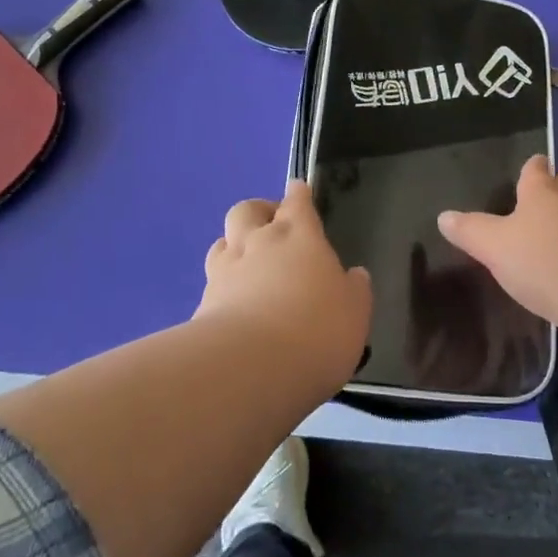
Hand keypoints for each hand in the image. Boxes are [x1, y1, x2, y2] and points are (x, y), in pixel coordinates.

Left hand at [199, 180, 372, 395]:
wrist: (250, 366)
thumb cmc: (317, 330)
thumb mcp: (355, 312)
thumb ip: (354, 290)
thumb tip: (354, 275)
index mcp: (299, 236)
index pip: (297, 202)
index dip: (298, 194)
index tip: (298, 190)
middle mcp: (259, 242)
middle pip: (248, 210)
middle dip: (258, 212)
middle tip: (270, 226)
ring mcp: (226, 270)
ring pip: (222, 241)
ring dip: (234, 244)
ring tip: (246, 261)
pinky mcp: (203, 303)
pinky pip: (212, 281)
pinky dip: (222, 285)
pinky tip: (232, 303)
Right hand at [438, 156, 557, 363]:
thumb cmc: (547, 259)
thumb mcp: (496, 246)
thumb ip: (471, 232)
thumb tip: (444, 216)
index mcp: (543, 195)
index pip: (537, 171)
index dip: (533, 166)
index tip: (535, 161)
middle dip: (555, 193)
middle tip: (541, 197)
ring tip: (545, 242)